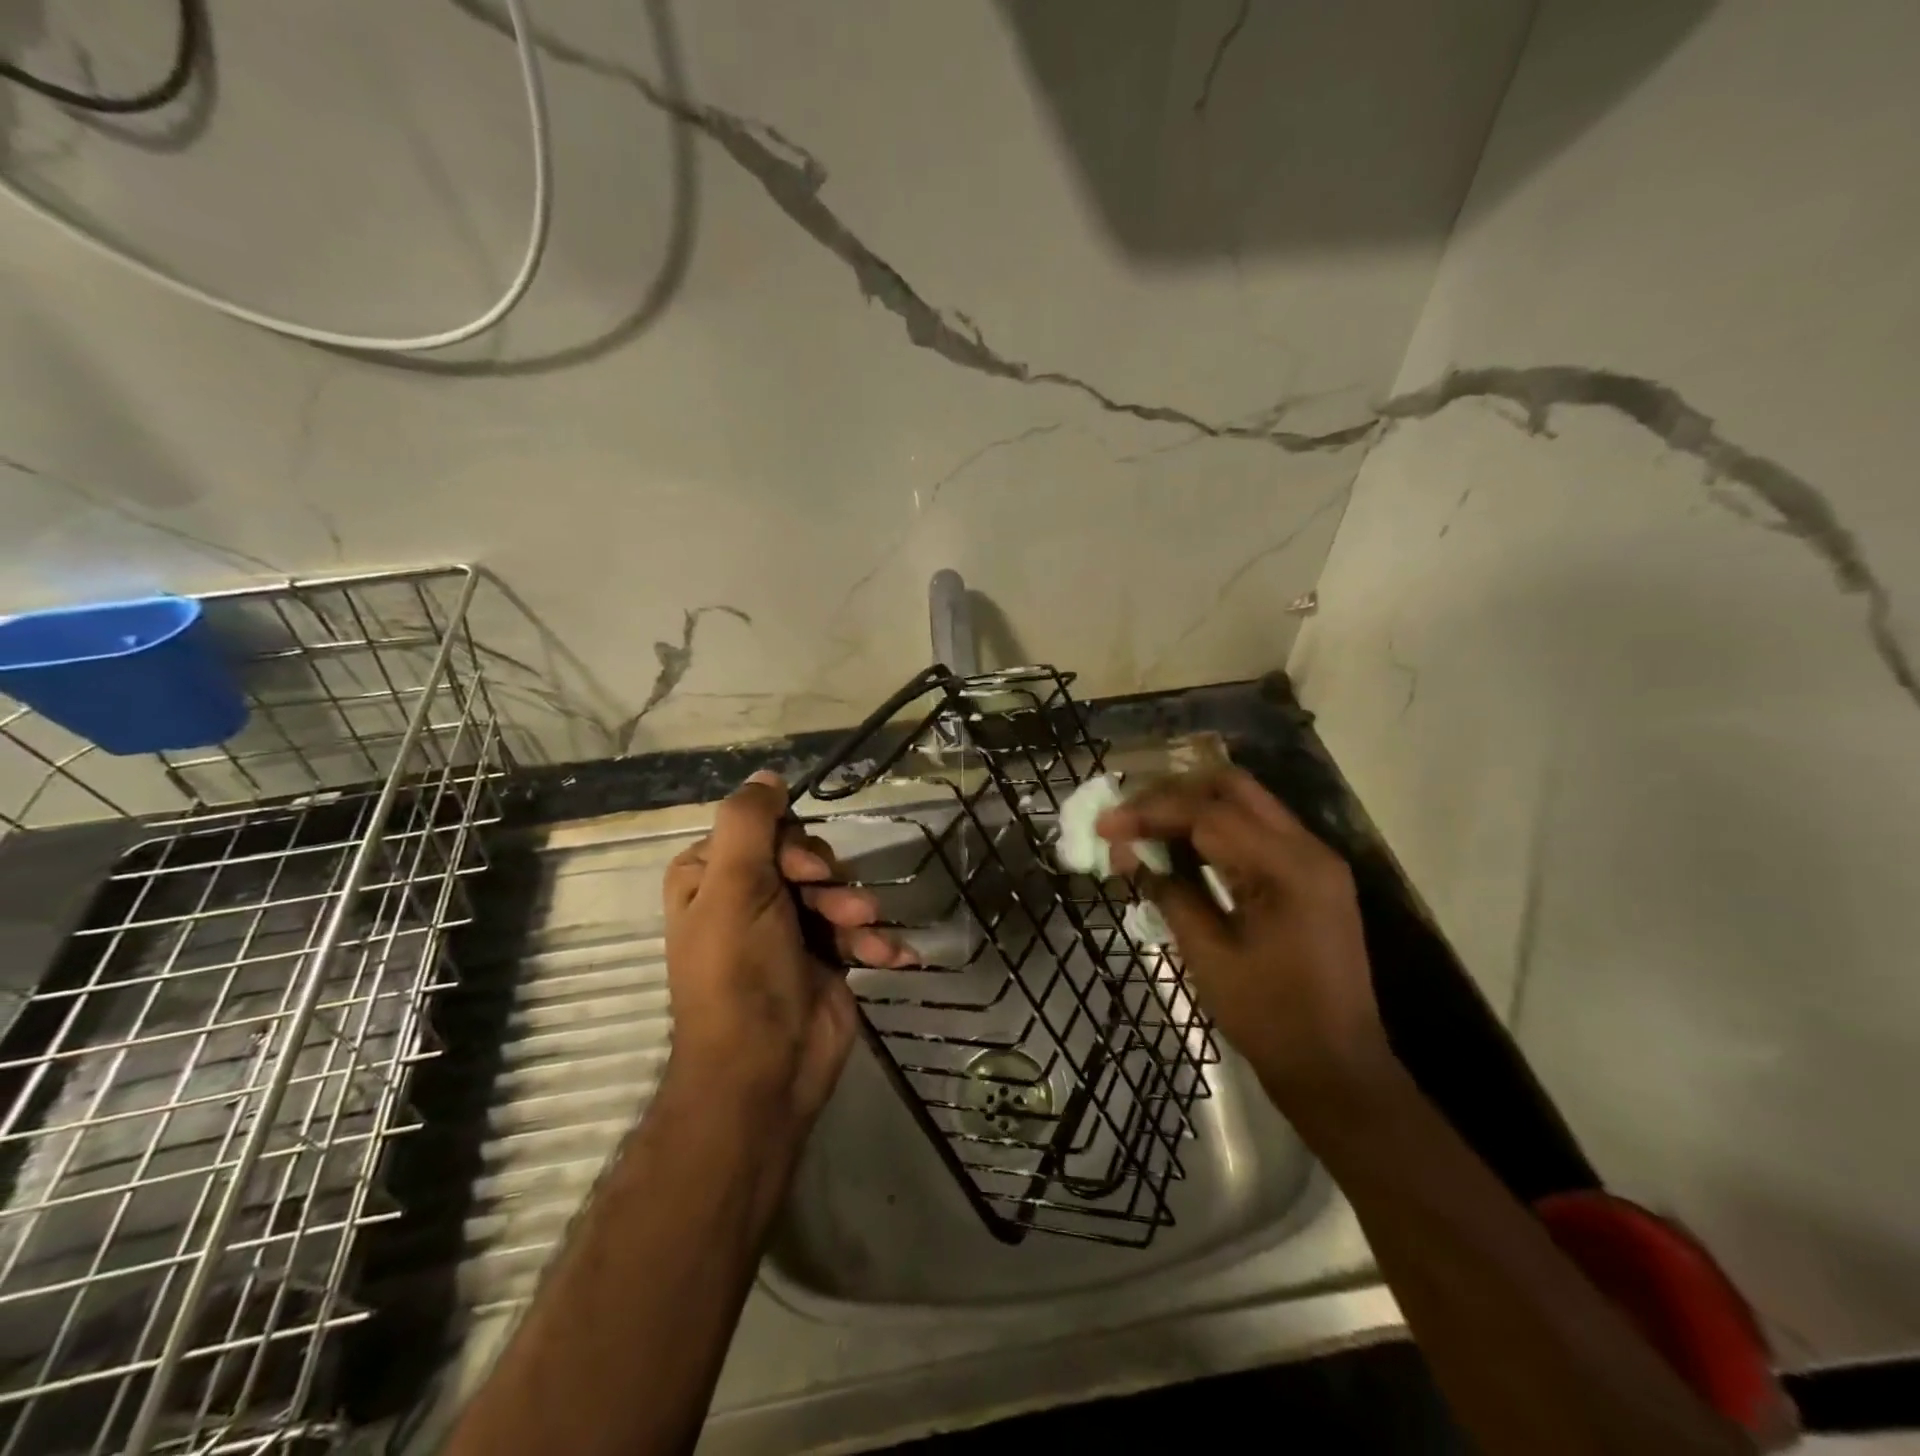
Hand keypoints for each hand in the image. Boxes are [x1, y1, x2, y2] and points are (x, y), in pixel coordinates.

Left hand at [664, 770, 908, 1127]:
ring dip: (854, 909)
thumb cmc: (741, 972)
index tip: (805, 871)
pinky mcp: (824, 957)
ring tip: (860, 932)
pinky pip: (855, 928)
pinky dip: (873, 940)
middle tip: (832, 904)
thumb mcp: (735, 885)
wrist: (766, 1070)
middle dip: (828, 880)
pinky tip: (889, 956)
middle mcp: (748, 897)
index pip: (763, 828)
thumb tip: (769, 776)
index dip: (792, 844)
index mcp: (712, 876)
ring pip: (836, 889)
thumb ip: (749, 821)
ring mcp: (788, 929)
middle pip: (805, 856)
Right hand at [1097, 767, 1392, 1102]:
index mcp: (1288, 869)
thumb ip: (1170, 892)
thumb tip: (1129, 854)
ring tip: (1143, 826)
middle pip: (1232, 788)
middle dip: (1172, 794)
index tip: (1104, 825)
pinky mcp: (1310, 876)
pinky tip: (1180, 847)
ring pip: (1245, 803)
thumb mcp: (1209, 956)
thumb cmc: (1271, 1020)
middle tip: (1127, 816)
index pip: (1208, 813)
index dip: (1150, 813)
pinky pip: (1256, 831)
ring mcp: (1315, 860)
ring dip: (1191, 807)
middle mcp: (1308, 849)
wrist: (1338, 1070)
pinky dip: (1214, 829)